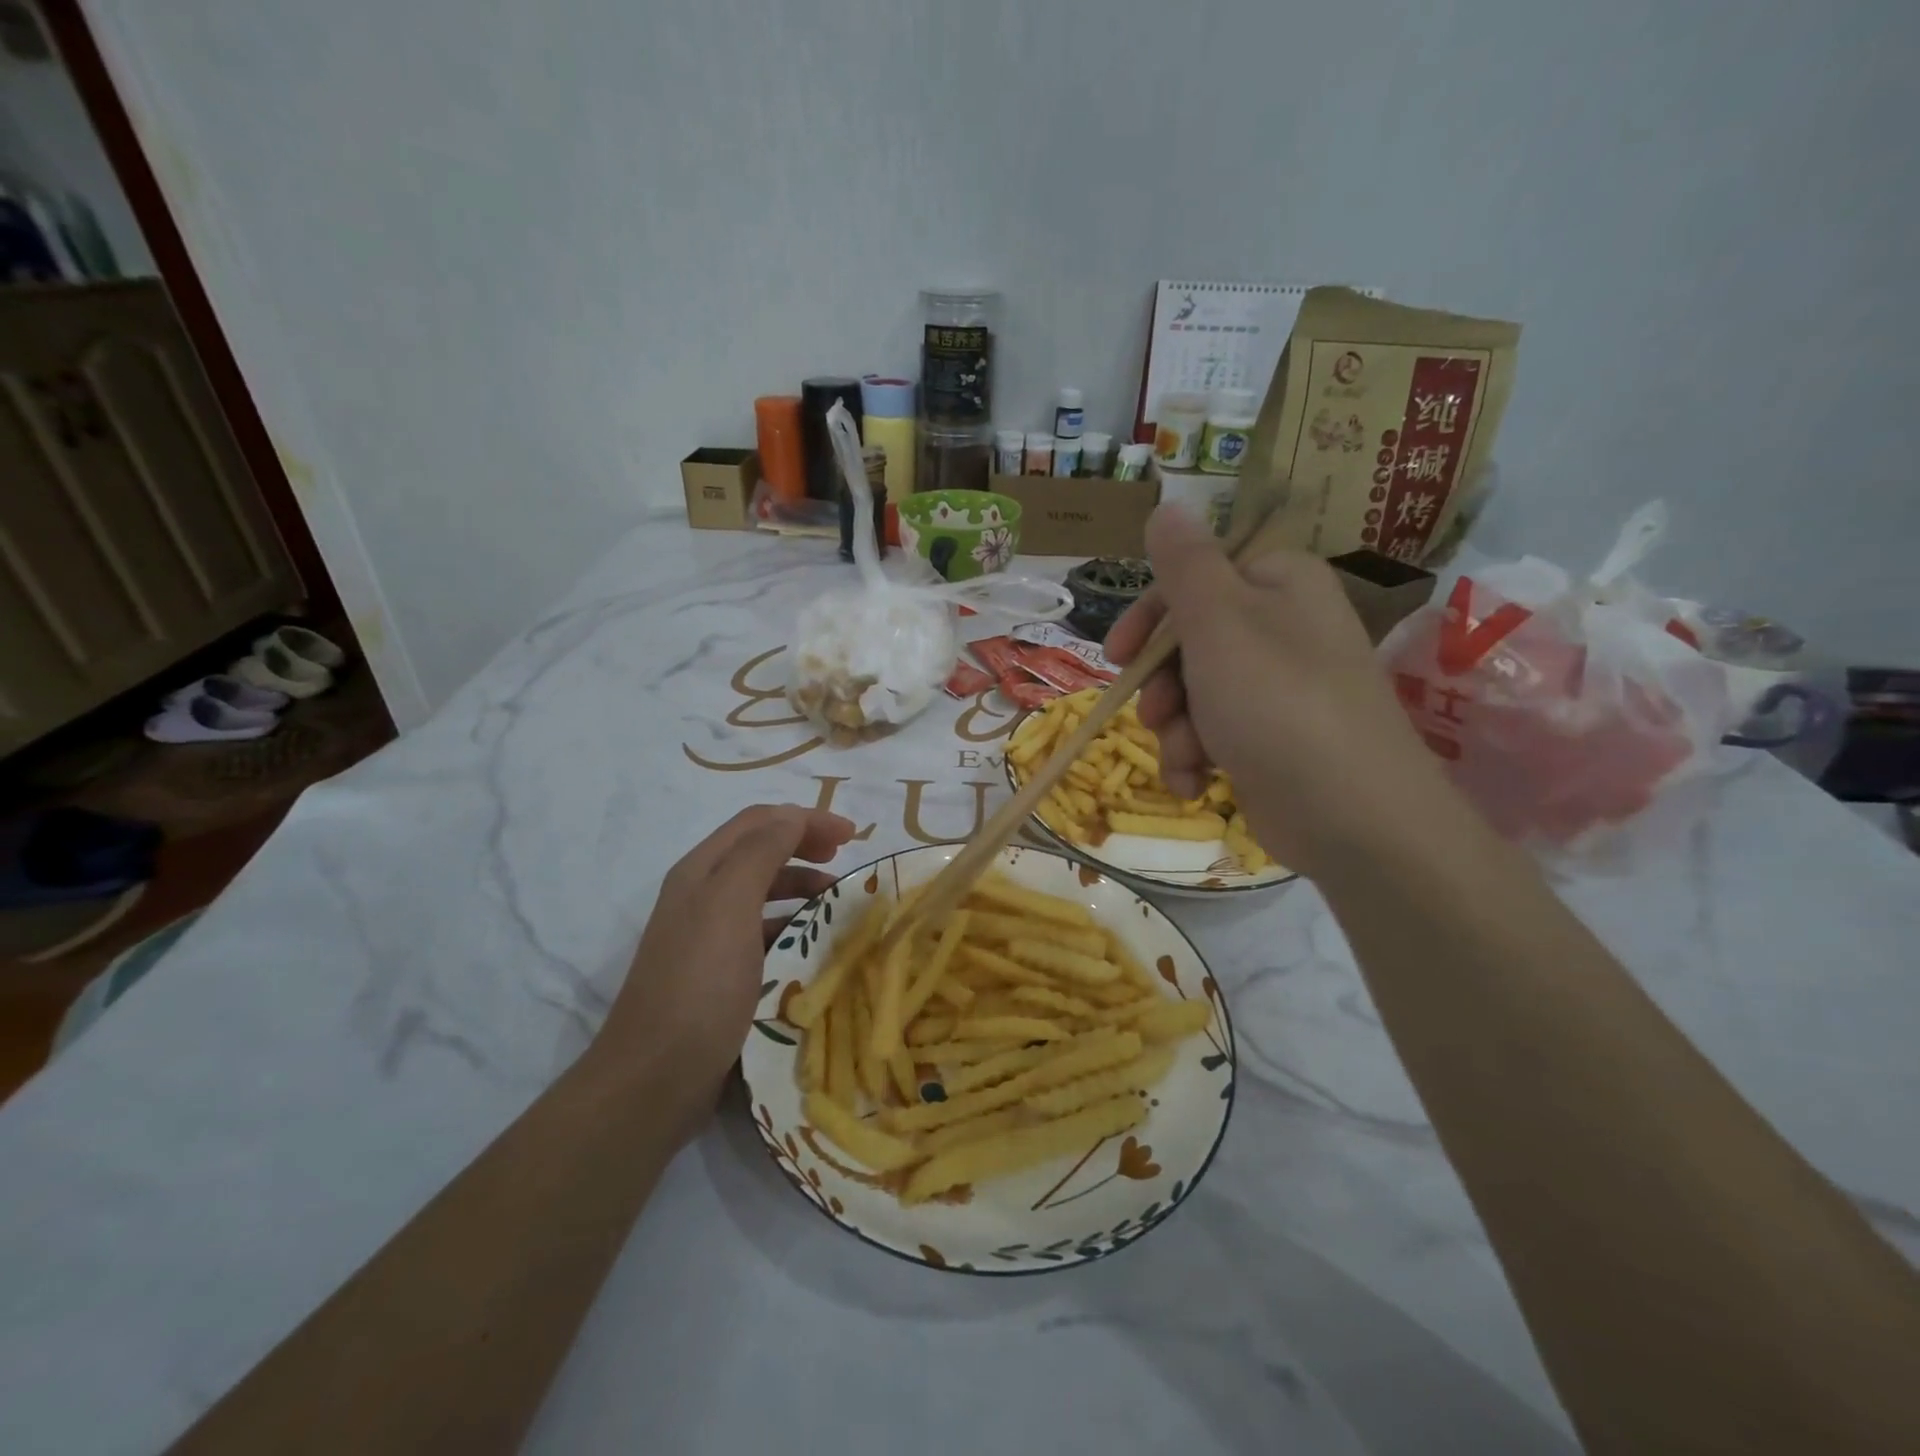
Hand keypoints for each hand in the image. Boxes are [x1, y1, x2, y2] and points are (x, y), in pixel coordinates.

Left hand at [599, 805, 854, 1140]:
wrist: (654, 1079)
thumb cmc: (700, 984)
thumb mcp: (730, 905)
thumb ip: (762, 852)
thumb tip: (793, 817)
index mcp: (701, 870)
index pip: (759, 822)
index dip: (806, 818)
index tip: (852, 836)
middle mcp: (702, 895)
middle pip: (761, 852)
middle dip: (805, 847)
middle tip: (844, 861)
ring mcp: (708, 936)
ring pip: (764, 893)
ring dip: (802, 887)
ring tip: (837, 904)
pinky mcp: (719, 974)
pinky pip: (764, 933)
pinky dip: (793, 927)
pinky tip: (812, 946)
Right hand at [1105, 505, 1459, 876]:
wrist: (1351, 815)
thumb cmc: (1276, 702)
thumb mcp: (1218, 621)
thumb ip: (1184, 563)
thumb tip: (1167, 505)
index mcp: (1277, 583)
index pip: (1194, 579)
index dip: (1149, 617)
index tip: (1117, 654)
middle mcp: (1281, 628)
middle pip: (1188, 641)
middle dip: (1161, 685)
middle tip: (1153, 712)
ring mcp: (1278, 688)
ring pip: (1194, 694)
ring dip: (1174, 729)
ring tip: (1186, 757)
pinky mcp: (1272, 740)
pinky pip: (1213, 734)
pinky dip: (1195, 758)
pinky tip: (1195, 783)